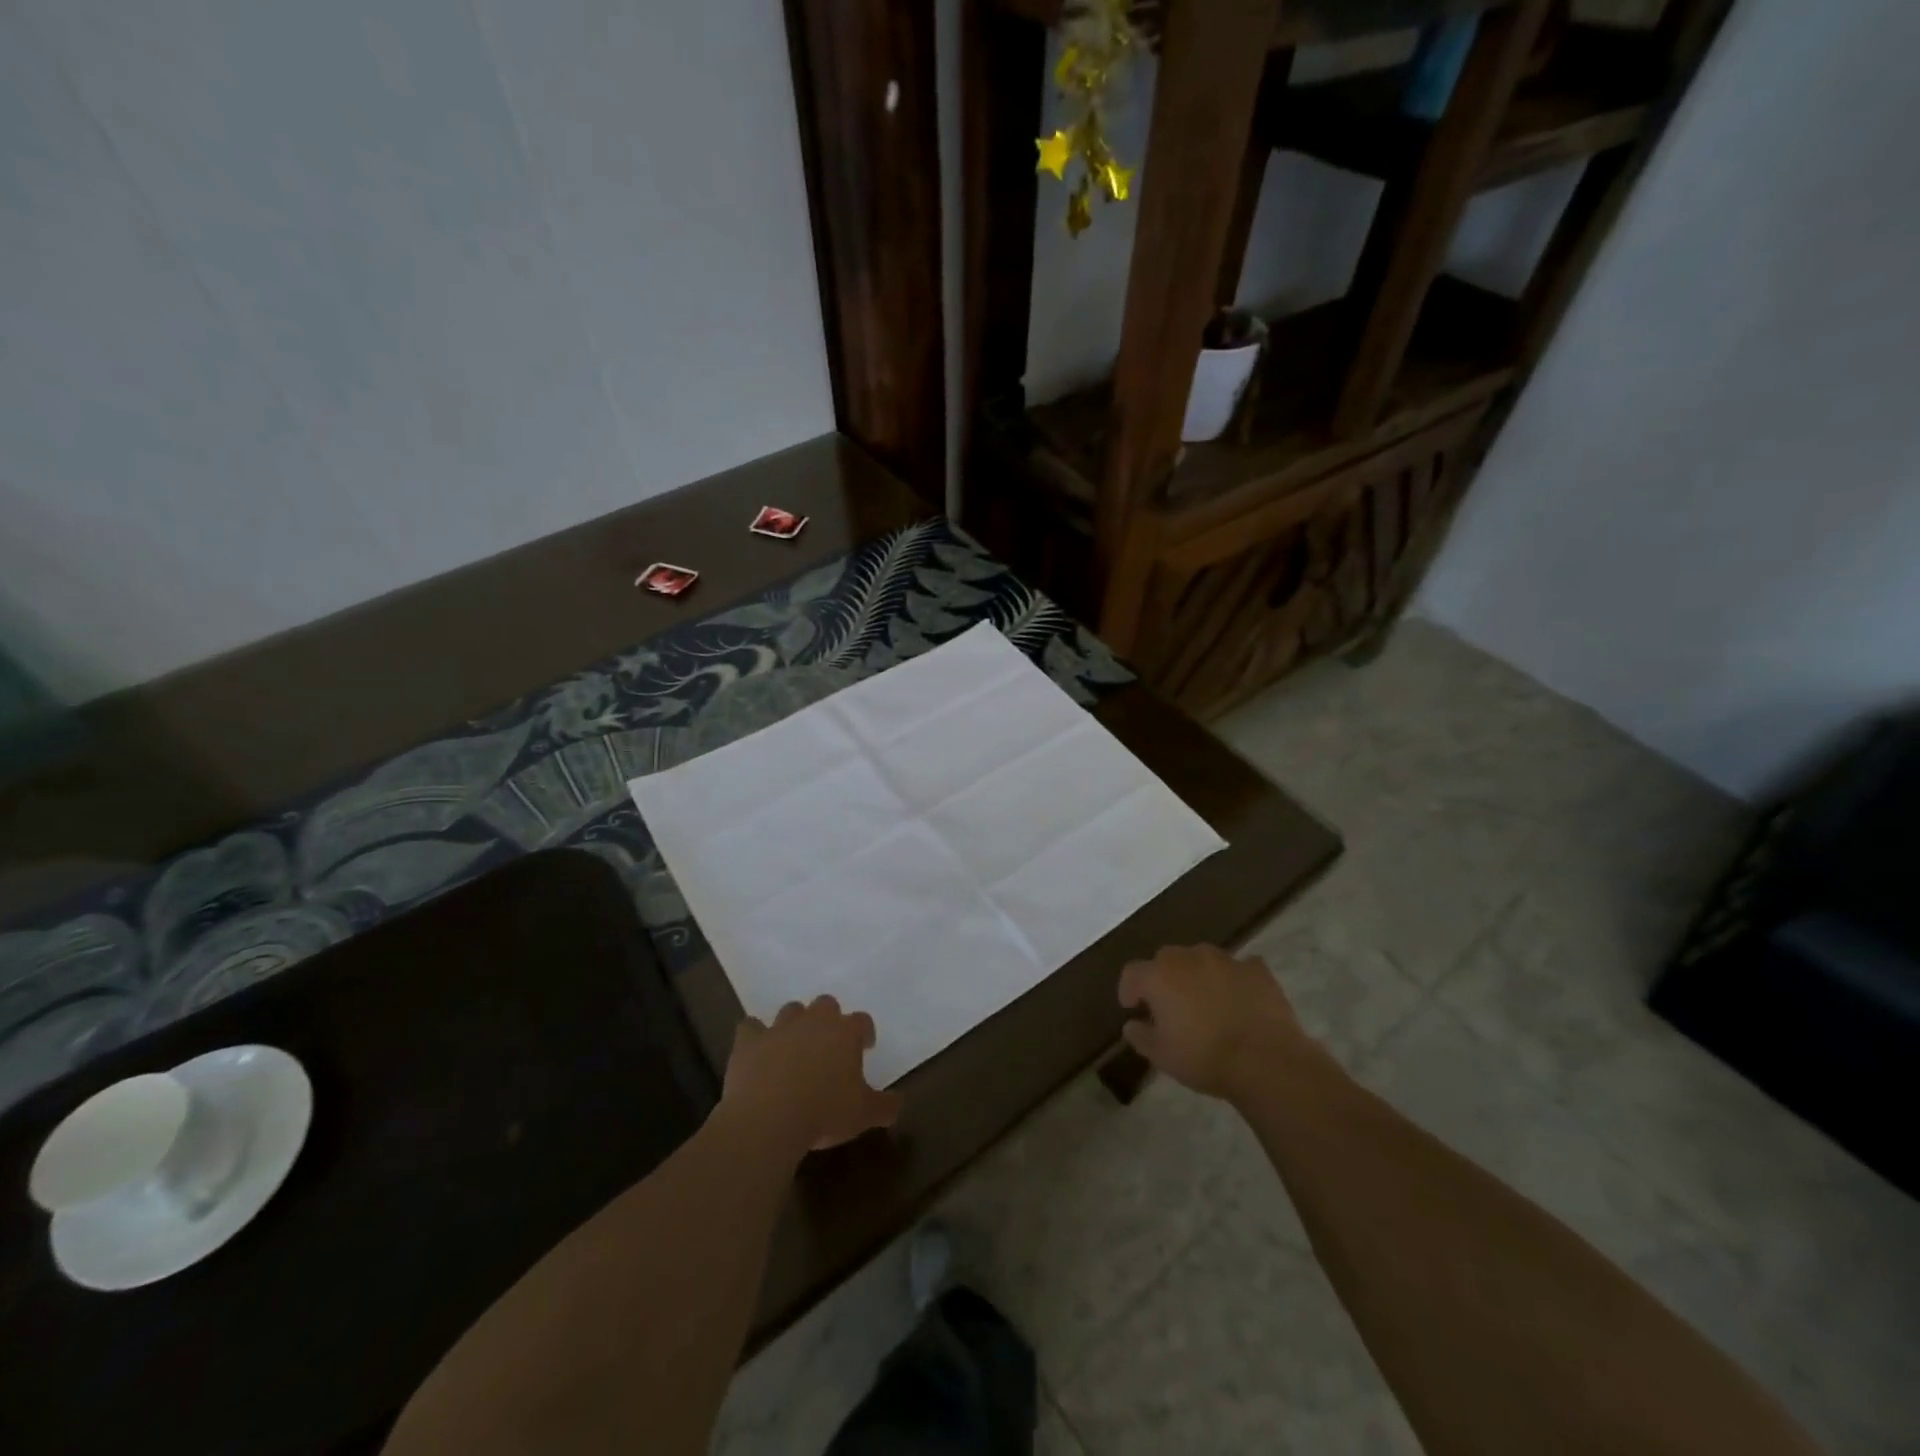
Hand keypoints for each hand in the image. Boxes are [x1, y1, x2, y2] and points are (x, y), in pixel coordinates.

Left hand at [722, 996, 901, 1156]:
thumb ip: (885, 1106)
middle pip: (826, 1004)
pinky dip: (754, 1035)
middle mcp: (814, 1021)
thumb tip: (898, 1103)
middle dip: (829, 1019)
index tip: (866, 1046)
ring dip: (795, 1023)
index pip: (862, 1021)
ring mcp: (779, 1028)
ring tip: (795, 1045)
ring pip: (791, 1010)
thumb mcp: (864, 1115)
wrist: (768, 1119)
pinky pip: (750, 1027)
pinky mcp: (749, 1042)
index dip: (865, 1032)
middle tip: (829, 1044)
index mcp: (845, 1033)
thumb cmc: (824, 1113)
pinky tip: (756, 1049)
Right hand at [1117, 944, 1315, 1102]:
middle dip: (1163, 977)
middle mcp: (1189, 957)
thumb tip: (1132, 1025)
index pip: (1132, 972)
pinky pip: (1238, 967)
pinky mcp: (1256, 969)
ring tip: (1205, 1001)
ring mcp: (1225, 960)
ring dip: (1197, 974)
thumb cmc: (1205, 1058)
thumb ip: (1141, 1036)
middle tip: (1169, 1004)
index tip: (1132, 1007)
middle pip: (1166, 959)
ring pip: (1202, 958)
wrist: (1266, 1061)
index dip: (1129, 988)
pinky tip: (1238, 999)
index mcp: (1159, 976)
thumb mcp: (1162, 1056)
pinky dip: (1233, 979)